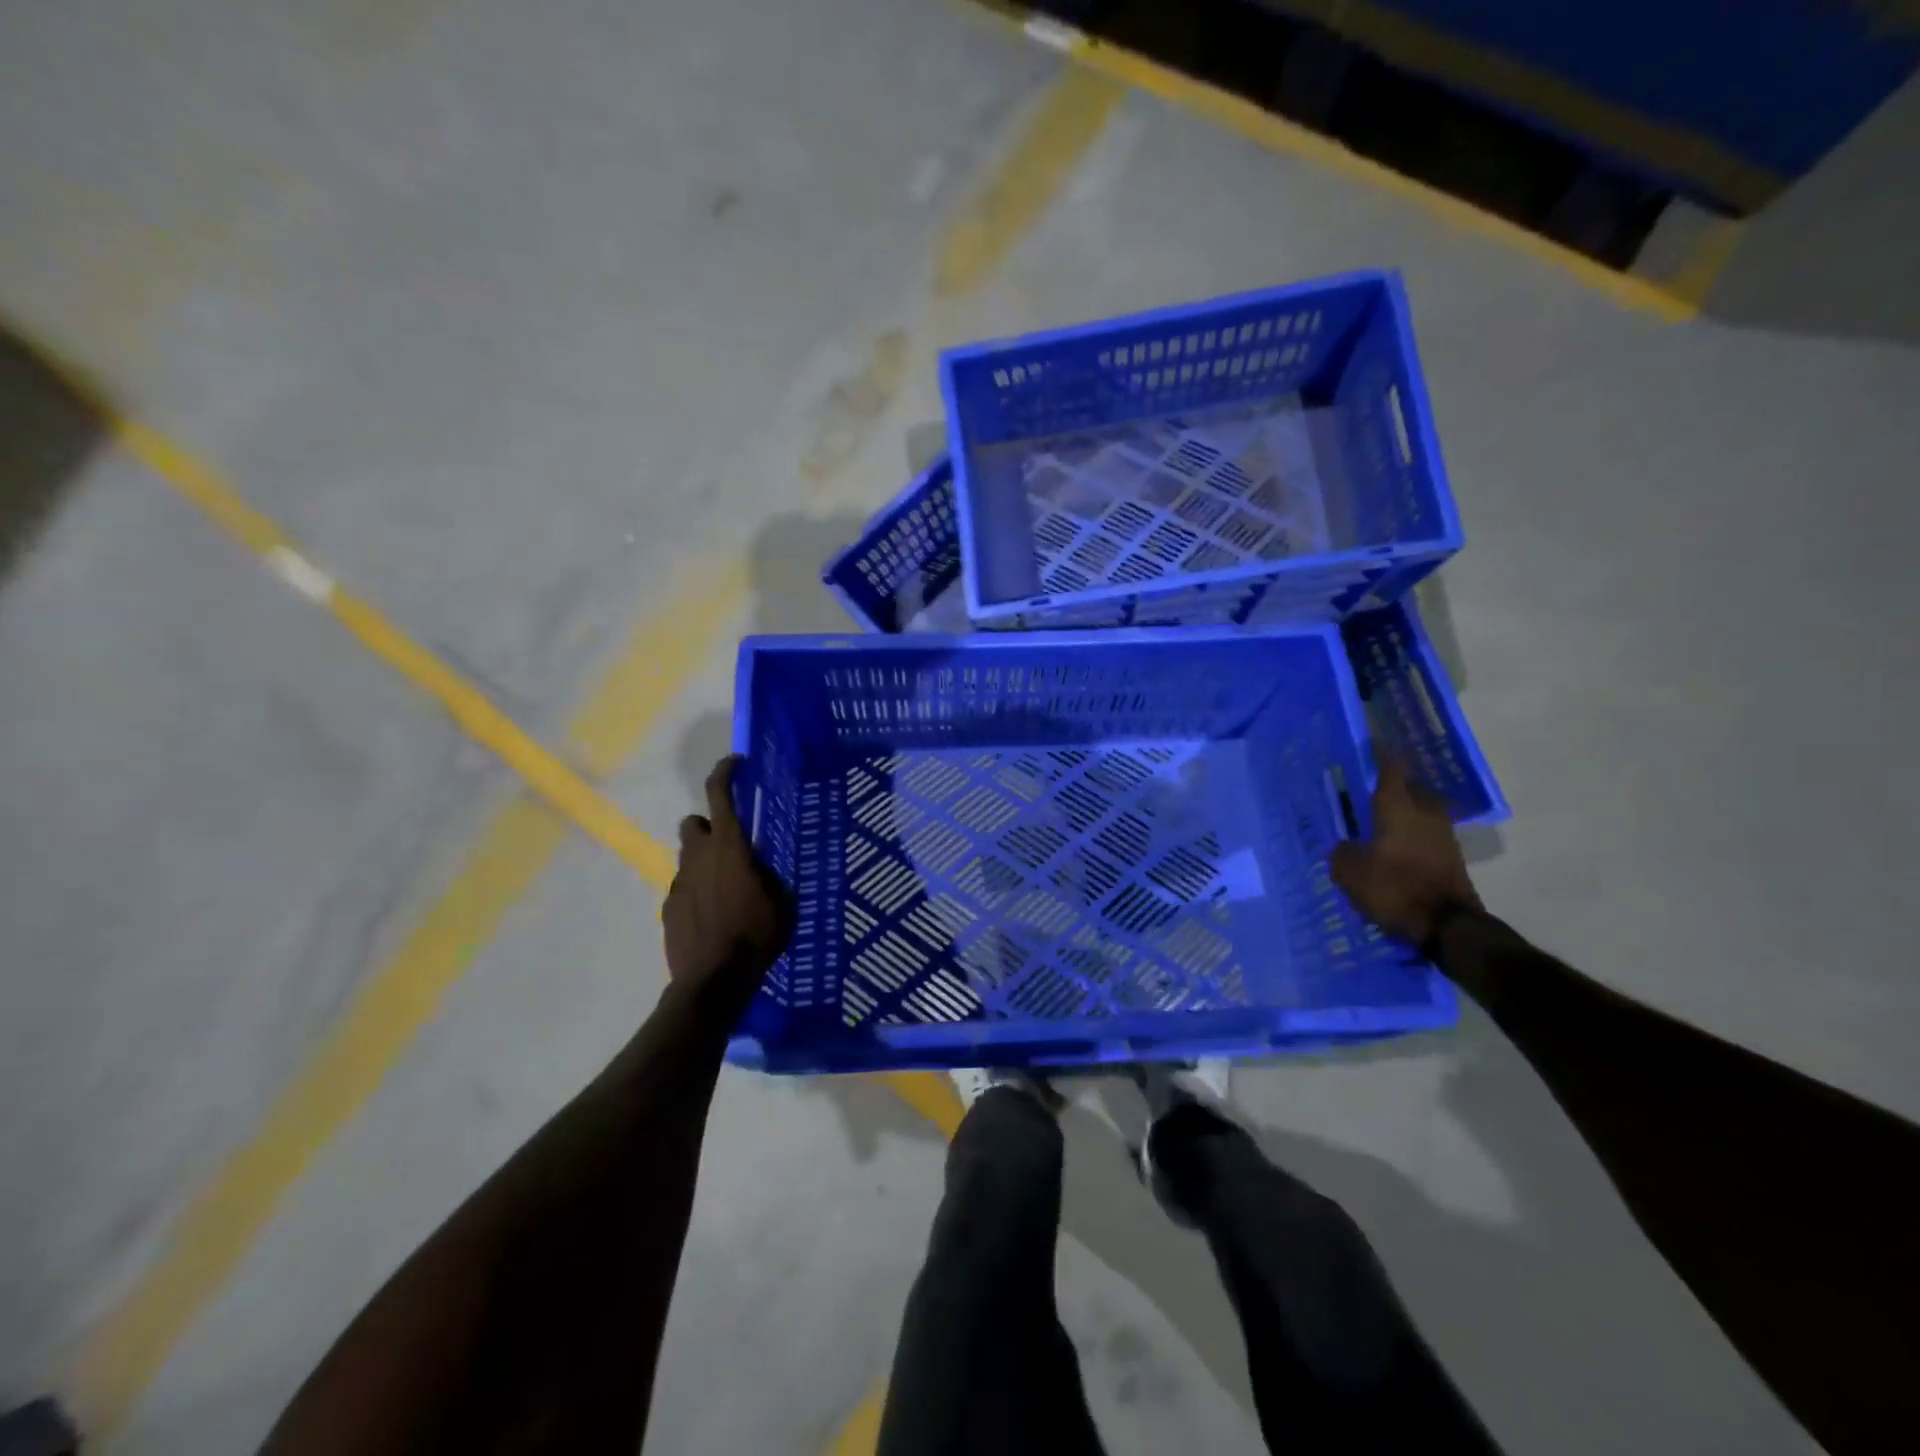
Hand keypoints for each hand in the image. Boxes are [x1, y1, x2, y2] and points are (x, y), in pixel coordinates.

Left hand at [663, 756, 790, 990]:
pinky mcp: (668, 908)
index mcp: (730, 847)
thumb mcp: (782, 903)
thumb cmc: (756, 936)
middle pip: (694, 822)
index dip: (725, 772)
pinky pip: (683, 887)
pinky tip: (712, 915)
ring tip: (725, 887)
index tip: (736, 763)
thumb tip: (763, 871)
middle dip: (709, 826)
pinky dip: (696, 891)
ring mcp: (679, 882)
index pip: (720, 795)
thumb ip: (770, 877)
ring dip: (704, 860)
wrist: (713, 981)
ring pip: (687, 856)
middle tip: (731, 844)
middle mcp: (699, 856)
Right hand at [1330, 758, 1480, 946]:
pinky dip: (1410, 832)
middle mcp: (1423, 811)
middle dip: (1391, 784)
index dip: (1380, 752)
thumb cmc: (1394, 888)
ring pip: (1419, 809)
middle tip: (1366, 787)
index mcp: (1397, 805)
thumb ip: (1343, 852)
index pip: (1390, 767)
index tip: (1370, 740)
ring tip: (1378, 817)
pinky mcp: (1450, 855)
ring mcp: (1442, 832)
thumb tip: (1347, 845)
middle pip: (1409, 786)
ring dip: (1402, 810)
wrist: (1447, 925)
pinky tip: (1392, 844)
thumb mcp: (1350, 872)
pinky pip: (1425, 832)